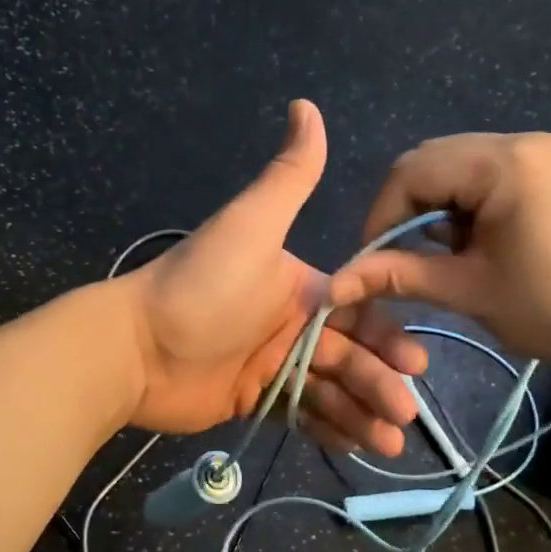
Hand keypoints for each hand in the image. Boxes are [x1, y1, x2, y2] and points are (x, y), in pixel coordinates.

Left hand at [116, 100, 428, 453]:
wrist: (135, 346)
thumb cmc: (202, 288)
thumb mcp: (251, 226)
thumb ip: (288, 176)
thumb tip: (306, 105)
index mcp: (299, 286)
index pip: (357, 312)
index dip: (387, 337)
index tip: (414, 363)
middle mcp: (291, 324)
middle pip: (349, 356)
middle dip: (380, 384)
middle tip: (404, 416)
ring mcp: (271, 364)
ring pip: (329, 390)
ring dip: (362, 414)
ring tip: (387, 446)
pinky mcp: (252, 399)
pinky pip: (300, 414)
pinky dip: (328, 429)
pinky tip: (354, 446)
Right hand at [327, 132, 550, 372]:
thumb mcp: (472, 291)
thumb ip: (402, 277)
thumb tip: (335, 284)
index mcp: (501, 163)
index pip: (410, 172)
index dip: (378, 217)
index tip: (372, 264)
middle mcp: (522, 142)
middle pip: (434, 161)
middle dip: (406, 210)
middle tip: (403, 260)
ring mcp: (547, 153)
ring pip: (462, 168)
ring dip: (439, 207)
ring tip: (447, 256)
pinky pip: (494, 175)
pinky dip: (471, 205)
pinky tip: (481, 244)